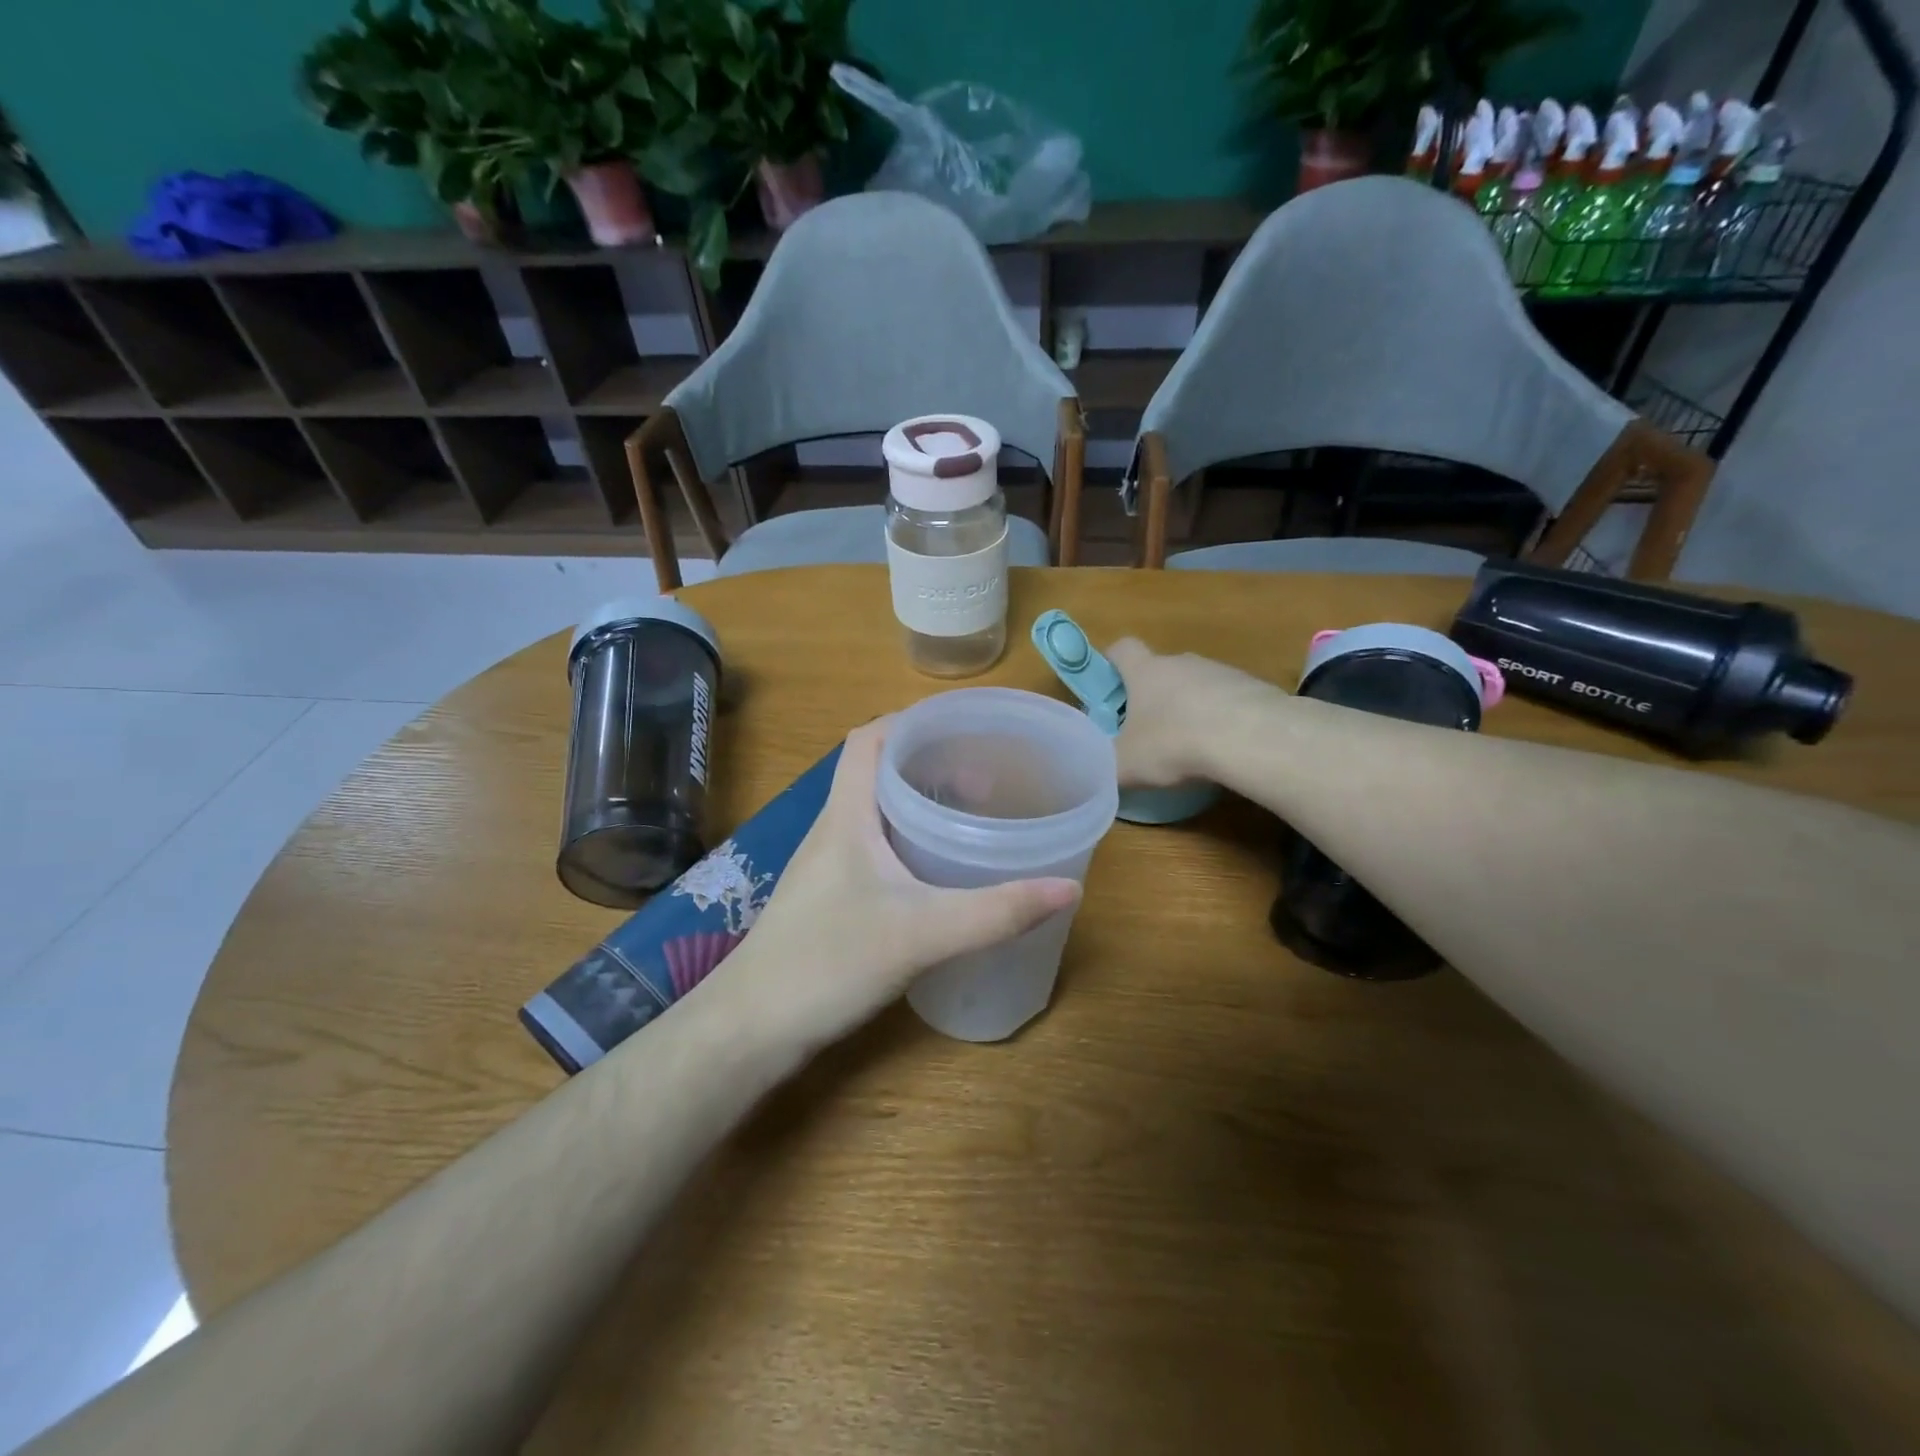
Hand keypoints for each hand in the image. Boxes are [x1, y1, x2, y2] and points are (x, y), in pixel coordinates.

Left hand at [720, 721, 1081, 1054]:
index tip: (963, 727)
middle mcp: (834, 829)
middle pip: (877, 770)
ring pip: (877, 811)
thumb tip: (1069, 888)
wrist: (752, 1028)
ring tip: (973, 813)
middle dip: (931, 761)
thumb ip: (995, 912)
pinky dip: (910, 841)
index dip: (911, 721)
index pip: (868, 739)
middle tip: (987, 774)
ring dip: (921, 802)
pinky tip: (940, 870)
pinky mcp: (832, 897)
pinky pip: (876, 848)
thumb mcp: (921, 934)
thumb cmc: (827, 963)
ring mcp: (829, 865)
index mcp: (847, 815)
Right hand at [1105, 638, 1271, 787]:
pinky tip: (1224, 750)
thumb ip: (1106, 766)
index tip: (1109, 686)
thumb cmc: (1175, 743)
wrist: (1251, 738)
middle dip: (1153, 697)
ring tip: (1191, 747)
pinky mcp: (1254, 688)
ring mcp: (1221, 672)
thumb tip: (1097, 772)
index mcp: (1145, 672)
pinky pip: (1228, 701)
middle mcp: (1182, 662)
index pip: (1122, 648)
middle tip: (1148, 732)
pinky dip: (1222, 720)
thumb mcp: (1126, 765)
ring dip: (1190, 709)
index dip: (1112, 662)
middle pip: (1161, 670)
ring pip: (1196, 686)